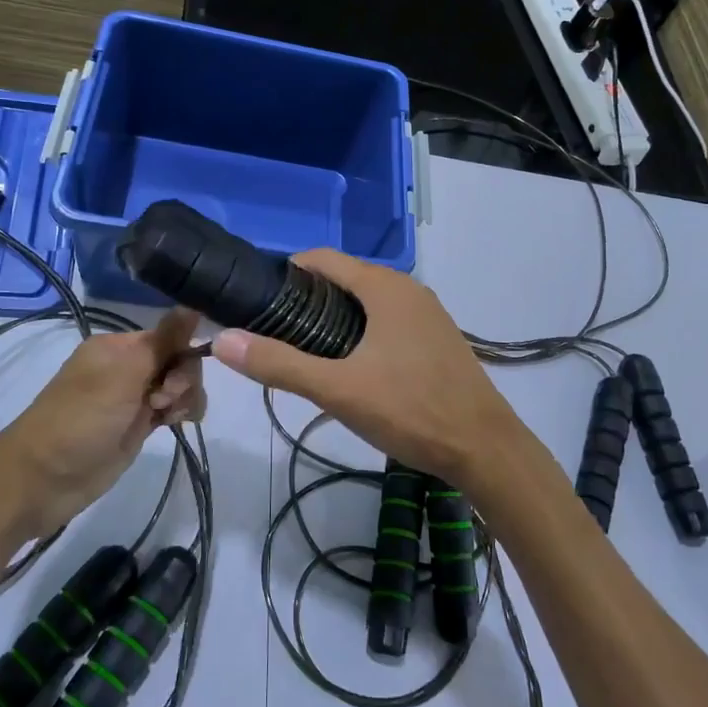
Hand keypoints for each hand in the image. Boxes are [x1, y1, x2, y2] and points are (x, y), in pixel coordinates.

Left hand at [0, 310, 203, 536]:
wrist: (45, 479)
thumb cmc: (81, 419)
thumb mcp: (123, 374)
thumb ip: (163, 341)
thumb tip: (194, 304)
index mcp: (118, 346)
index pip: (169, 336)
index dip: (182, 354)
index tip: (173, 380)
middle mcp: (127, 366)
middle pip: (178, 360)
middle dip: (183, 379)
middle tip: (163, 402)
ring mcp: (134, 396)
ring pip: (179, 385)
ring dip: (185, 397)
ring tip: (169, 417)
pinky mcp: (139, 424)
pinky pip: (172, 407)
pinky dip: (181, 411)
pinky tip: (178, 423)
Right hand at [212, 250, 530, 491]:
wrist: (484, 448)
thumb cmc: (410, 410)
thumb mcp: (338, 389)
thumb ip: (279, 364)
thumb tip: (223, 339)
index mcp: (384, 287)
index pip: (323, 258)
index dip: (287, 272)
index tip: (257, 299)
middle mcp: (408, 289)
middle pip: (345, 277)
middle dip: (307, 297)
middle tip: (274, 332)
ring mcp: (427, 312)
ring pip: (368, 300)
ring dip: (334, 315)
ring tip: (304, 350)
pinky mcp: (437, 337)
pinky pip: (388, 319)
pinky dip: (362, 329)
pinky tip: (350, 364)